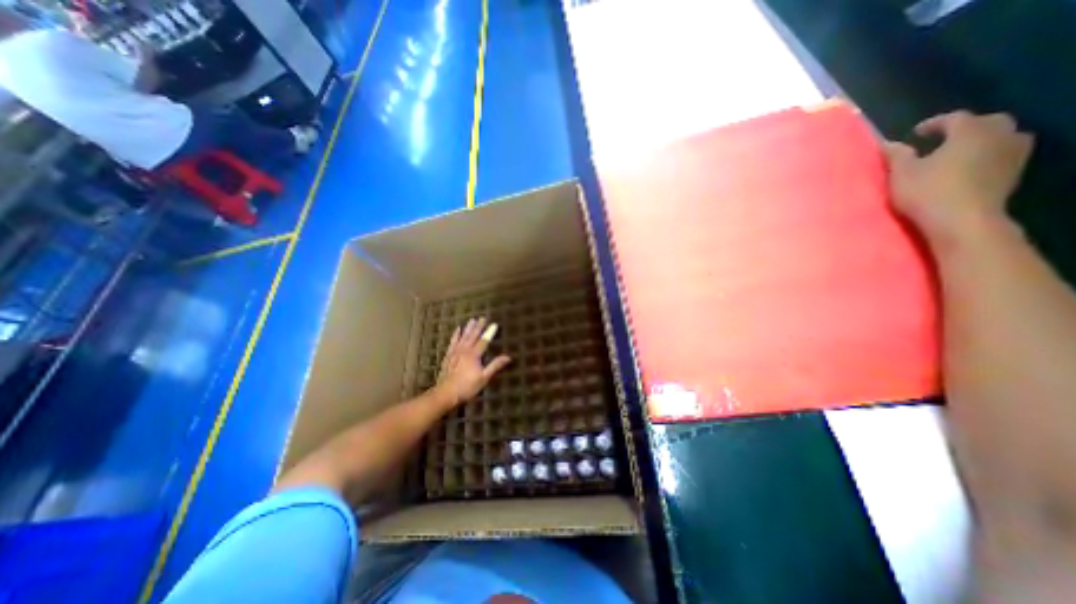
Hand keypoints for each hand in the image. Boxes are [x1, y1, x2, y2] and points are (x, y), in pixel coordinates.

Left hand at [434, 318, 509, 407]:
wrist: (446, 393)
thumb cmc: (467, 387)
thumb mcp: (484, 378)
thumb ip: (495, 365)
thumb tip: (508, 357)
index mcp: (474, 355)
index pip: (484, 341)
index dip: (489, 332)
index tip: (494, 324)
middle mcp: (464, 350)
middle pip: (473, 336)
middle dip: (479, 327)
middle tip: (483, 318)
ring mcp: (455, 352)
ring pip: (463, 337)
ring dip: (468, 328)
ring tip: (472, 320)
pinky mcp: (448, 356)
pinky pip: (452, 342)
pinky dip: (455, 335)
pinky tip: (457, 329)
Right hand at [882, 109, 1033, 244]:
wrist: (962, 220)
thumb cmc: (927, 192)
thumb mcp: (901, 174)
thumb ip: (897, 156)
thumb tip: (889, 143)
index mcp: (970, 132)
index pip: (955, 118)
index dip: (935, 123)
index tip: (916, 133)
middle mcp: (999, 135)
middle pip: (986, 122)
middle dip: (965, 128)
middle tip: (941, 139)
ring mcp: (1012, 153)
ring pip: (1001, 136)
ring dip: (981, 140)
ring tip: (958, 152)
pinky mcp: (1014, 172)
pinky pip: (1004, 153)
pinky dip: (988, 154)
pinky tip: (971, 166)